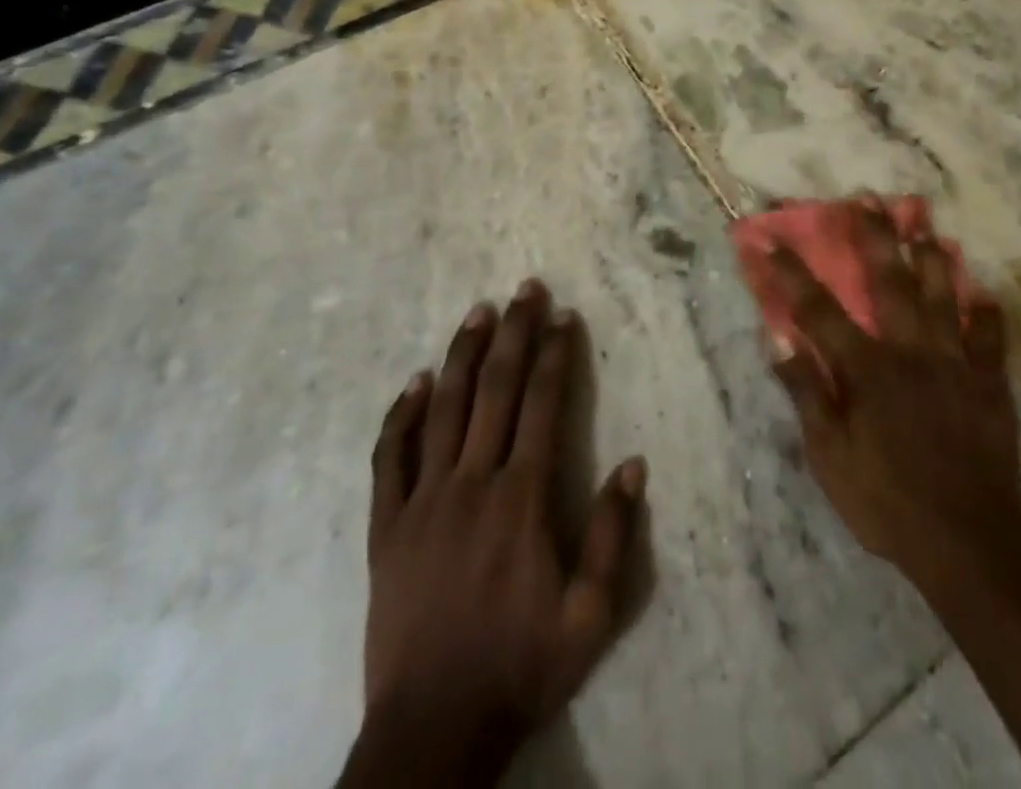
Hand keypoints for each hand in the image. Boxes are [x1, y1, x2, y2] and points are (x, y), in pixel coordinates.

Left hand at [343, 281, 645, 786]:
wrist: (433, 730)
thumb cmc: (520, 666)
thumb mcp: (589, 615)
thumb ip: (611, 535)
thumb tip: (634, 464)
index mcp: (520, 499)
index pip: (542, 405)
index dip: (555, 355)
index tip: (563, 316)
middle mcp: (472, 483)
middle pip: (495, 390)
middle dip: (513, 334)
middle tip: (524, 289)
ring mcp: (423, 501)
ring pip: (444, 409)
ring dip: (463, 355)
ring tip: (478, 312)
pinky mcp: (386, 527)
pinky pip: (390, 458)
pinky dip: (402, 415)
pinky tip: (415, 381)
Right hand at [751, 201, 1020, 591]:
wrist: (966, 542)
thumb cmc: (885, 501)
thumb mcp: (828, 457)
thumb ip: (806, 392)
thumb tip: (777, 338)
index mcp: (866, 368)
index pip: (818, 309)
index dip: (790, 272)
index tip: (768, 239)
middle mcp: (909, 350)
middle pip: (888, 281)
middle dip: (873, 236)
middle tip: (867, 198)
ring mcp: (954, 362)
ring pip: (942, 295)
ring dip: (931, 256)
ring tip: (924, 222)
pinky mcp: (989, 383)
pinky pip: (990, 338)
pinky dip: (986, 313)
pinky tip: (985, 293)